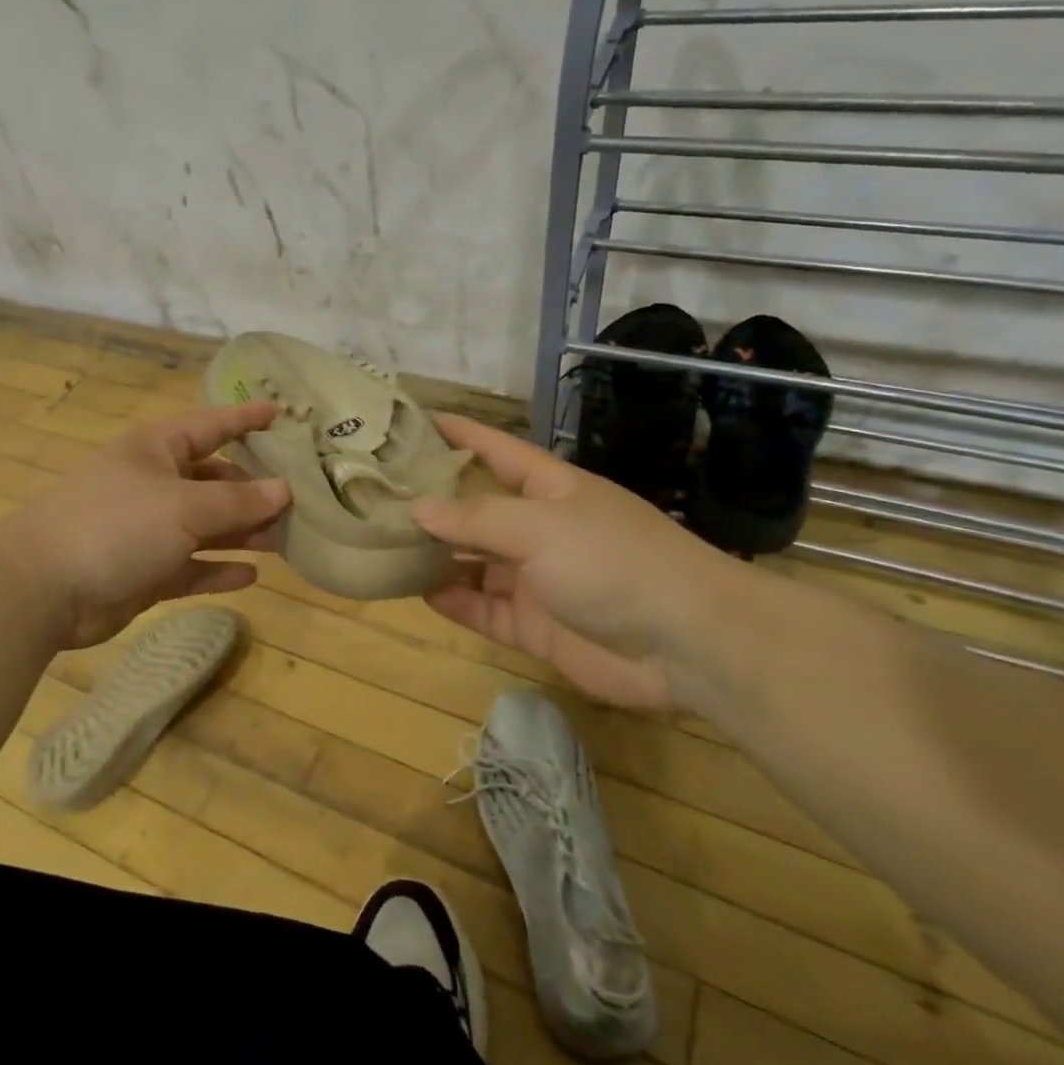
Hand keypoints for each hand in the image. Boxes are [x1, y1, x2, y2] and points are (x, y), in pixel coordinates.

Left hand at [0, 402, 290, 649]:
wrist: (43, 587)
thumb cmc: (117, 525)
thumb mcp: (184, 507)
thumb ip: (238, 501)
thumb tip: (284, 489)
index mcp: (157, 449)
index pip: (212, 425)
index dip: (246, 419)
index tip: (282, 415)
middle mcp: (155, 483)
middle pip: (215, 481)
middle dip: (254, 491)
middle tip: (301, 502)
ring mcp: (148, 529)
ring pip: (207, 527)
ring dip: (242, 533)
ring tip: (285, 541)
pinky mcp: (145, 570)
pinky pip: (191, 566)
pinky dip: (217, 570)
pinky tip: (251, 576)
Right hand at [412, 415, 734, 711]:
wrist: (688, 644)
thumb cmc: (613, 561)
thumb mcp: (541, 527)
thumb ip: (477, 518)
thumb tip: (418, 509)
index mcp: (548, 488)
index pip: (494, 450)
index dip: (458, 433)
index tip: (412, 420)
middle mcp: (538, 528)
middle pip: (475, 509)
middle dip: (433, 502)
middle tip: (375, 495)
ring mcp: (535, 578)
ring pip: (473, 563)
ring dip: (437, 556)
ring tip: (384, 546)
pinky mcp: (534, 625)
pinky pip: (483, 609)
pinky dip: (454, 602)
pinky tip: (418, 592)